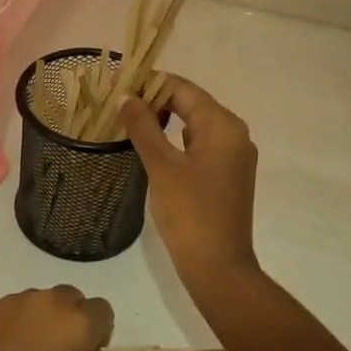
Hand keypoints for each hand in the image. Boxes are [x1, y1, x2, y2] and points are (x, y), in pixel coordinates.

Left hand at [0, 287, 113, 350]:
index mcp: (73, 326)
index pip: (101, 311)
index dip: (95, 333)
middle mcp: (45, 303)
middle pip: (69, 299)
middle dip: (66, 322)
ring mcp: (9, 302)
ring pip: (36, 302)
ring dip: (36, 322)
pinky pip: (5, 311)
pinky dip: (7, 327)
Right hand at [120, 77, 259, 289]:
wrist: (218, 268)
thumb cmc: (190, 212)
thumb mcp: (161, 165)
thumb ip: (143, 126)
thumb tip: (125, 96)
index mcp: (223, 125)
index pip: (182, 88)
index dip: (148, 83)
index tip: (116, 83)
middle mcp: (234, 133)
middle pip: (190, 102)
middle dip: (154, 99)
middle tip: (117, 101)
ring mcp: (233, 155)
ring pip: (194, 123)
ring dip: (163, 118)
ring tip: (128, 120)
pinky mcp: (227, 174)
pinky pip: (199, 143)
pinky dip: (175, 138)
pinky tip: (152, 145)